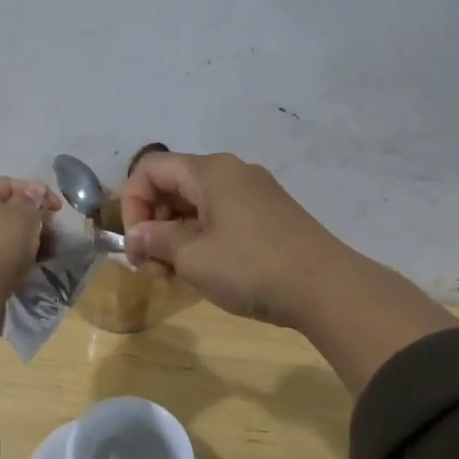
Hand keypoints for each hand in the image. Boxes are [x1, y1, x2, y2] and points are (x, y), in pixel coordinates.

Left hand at [0, 178, 61, 376]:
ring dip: (14, 244)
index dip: (38, 192)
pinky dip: (2, 262)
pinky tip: (17, 272)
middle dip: (26, 221)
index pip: (8, 184)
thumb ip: (32, 201)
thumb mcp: (24, 216)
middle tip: (49, 235)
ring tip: (36, 256)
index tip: (58, 211)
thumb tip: (29, 197)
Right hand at [121, 152, 457, 390]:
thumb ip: (157, 240)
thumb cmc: (251, 266)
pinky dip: (201, 240)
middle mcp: (232, 173)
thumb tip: (139, 235)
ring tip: (174, 275)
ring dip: (175, 236)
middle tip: (151, 267)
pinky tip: (204, 271)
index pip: (150, 170)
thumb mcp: (193, 256)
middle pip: (173, 186)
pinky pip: (221, 218)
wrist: (327, 289)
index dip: (131, 204)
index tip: (135, 245)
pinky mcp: (269, 217)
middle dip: (152, 224)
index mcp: (210, 171)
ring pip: (196, 205)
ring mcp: (254, 194)